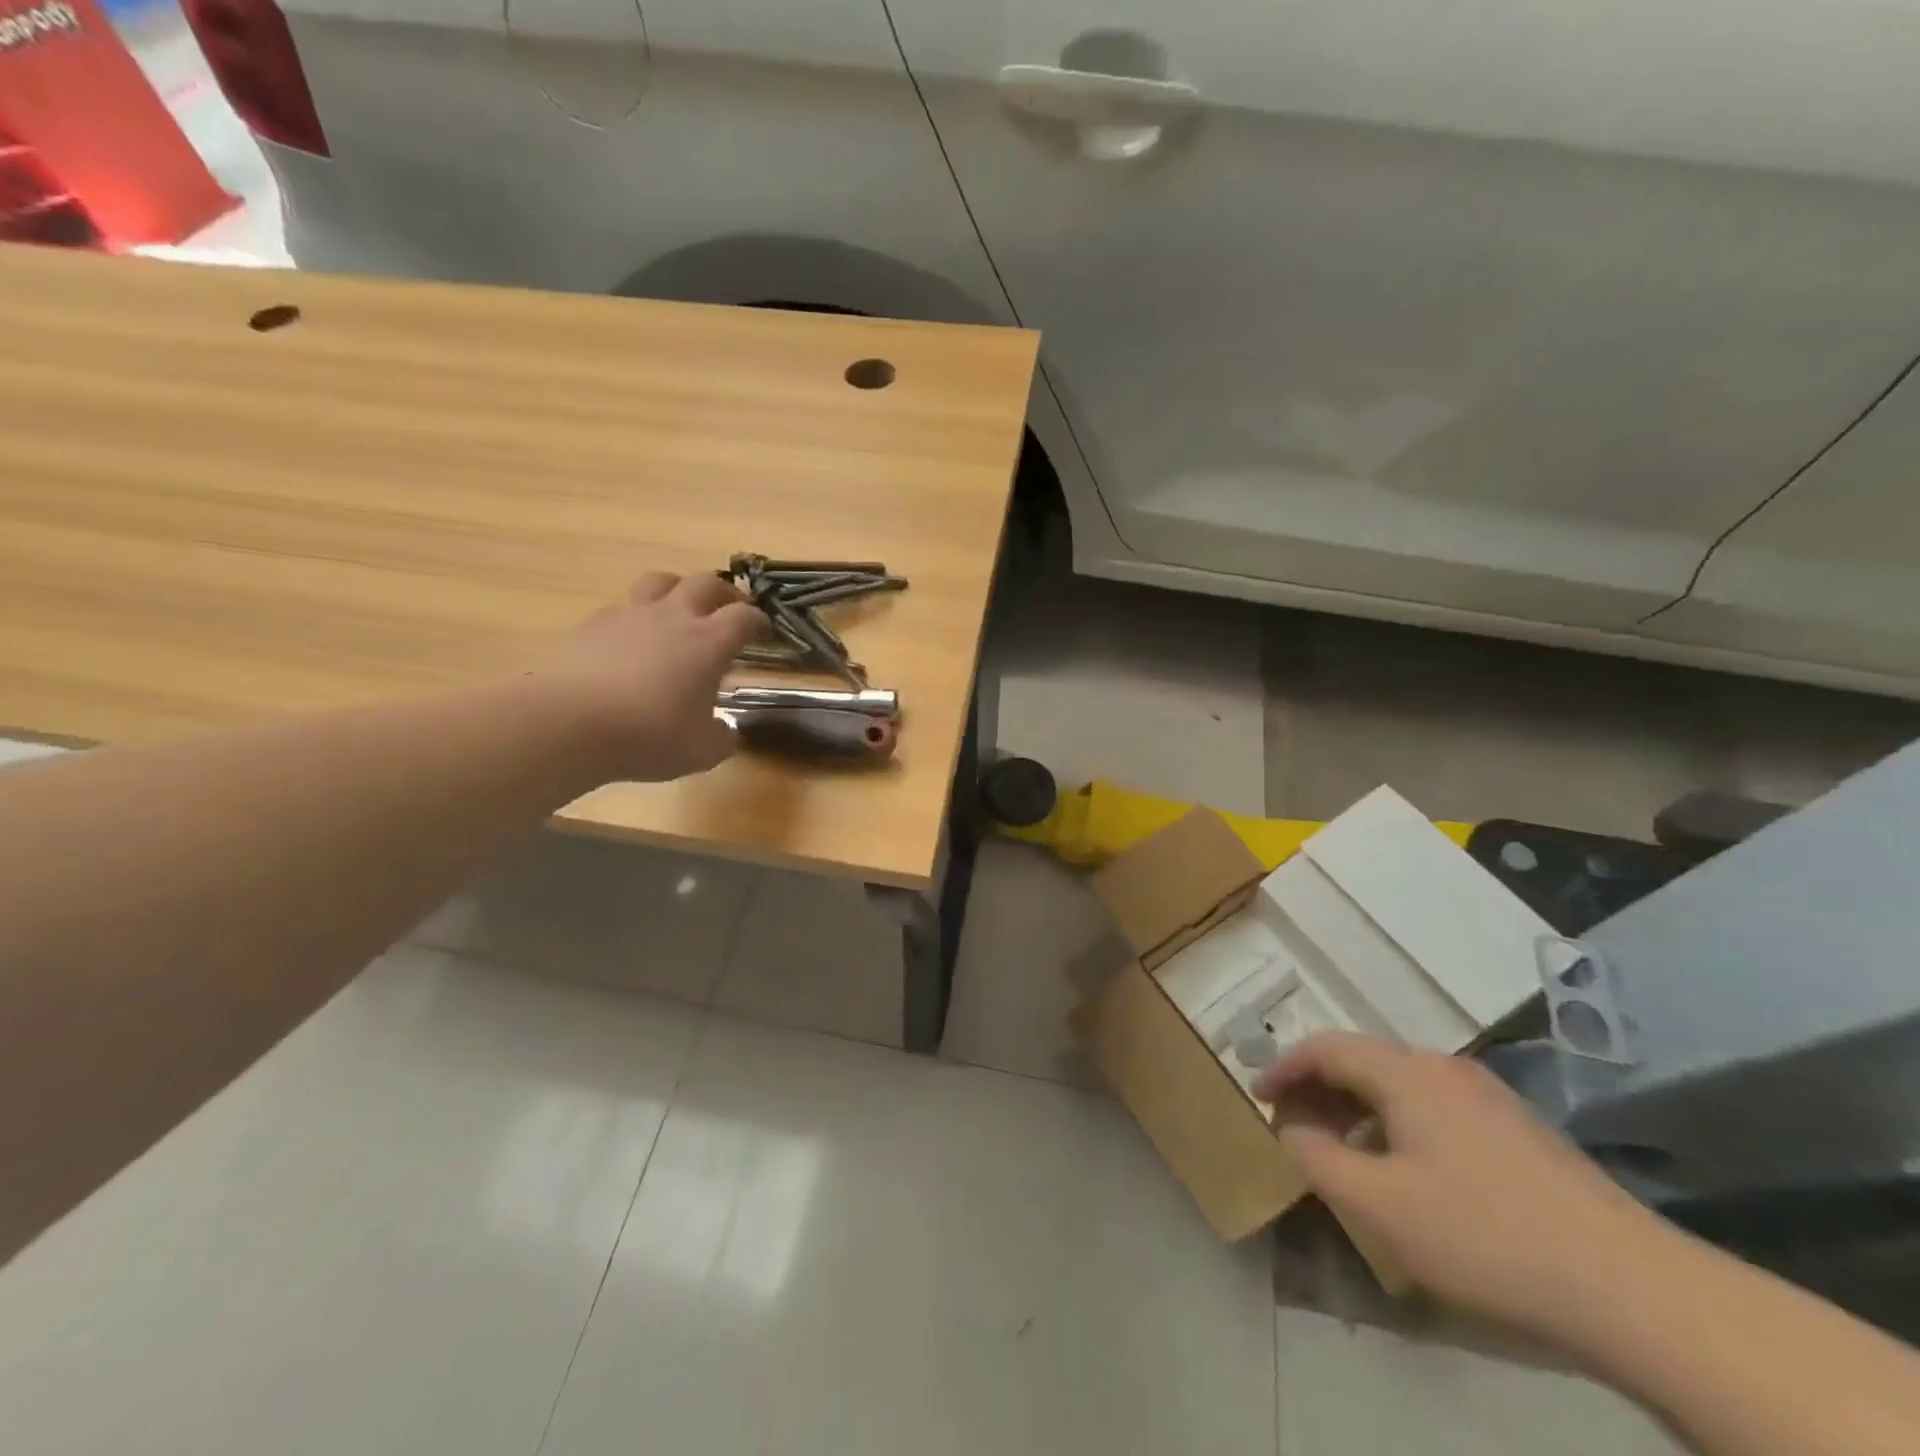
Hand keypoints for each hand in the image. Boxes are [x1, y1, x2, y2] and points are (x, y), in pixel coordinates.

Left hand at [543, 571, 763, 781]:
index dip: (758, 620)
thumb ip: (722, 736)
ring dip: (677, 589)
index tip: (763, 629)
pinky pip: (623, 608)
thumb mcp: (702, 751)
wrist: (571, 723)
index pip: (744, 617)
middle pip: (705, 583)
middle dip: (724, 593)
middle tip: (728, 609)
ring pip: (660, 581)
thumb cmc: (650, 735)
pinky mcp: (594, 625)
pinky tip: (633, 641)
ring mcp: (631, 616)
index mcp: (709, 642)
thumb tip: (726, 729)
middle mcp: (674, 618)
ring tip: (680, 610)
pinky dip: (637, 617)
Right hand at [1256, 1033, 1674, 1344]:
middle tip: (1291, 1125)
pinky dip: (1395, 1123)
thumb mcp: (1381, 1206)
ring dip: (1356, 1108)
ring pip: (1399, 1085)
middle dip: (1318, 1089)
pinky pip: (1432, 1108)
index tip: (1256, 1095)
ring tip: (1340, 1150)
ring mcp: (1487, 1097)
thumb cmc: (1486, 1236)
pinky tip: (1404, 1170)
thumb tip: (1293, 1130)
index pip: (1325, 1047)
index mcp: (1406, 1073)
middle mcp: (1444, 1069)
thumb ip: (1318, 1160)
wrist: (1633, 1288)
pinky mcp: (1517, 1130)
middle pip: (1362, 1061)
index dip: (1284, 1067)